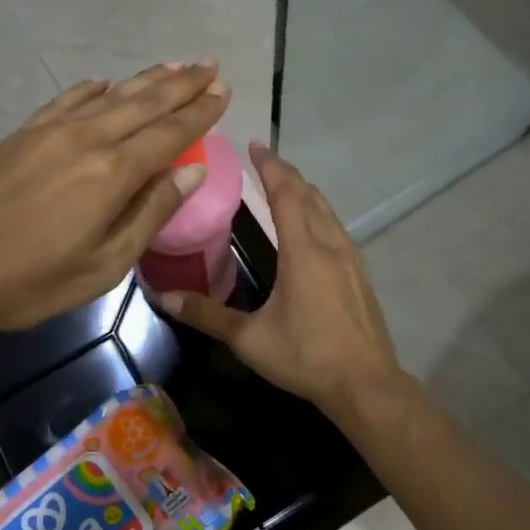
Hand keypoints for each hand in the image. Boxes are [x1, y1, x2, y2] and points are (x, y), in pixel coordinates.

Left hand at [0, 63, 229, 337]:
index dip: (200, 112)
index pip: (170, 133)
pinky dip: (92, 89)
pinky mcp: (22, 133)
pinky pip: (68, 99)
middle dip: (182, 84)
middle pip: (144, 103)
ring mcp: (50, 130)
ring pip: (110, 95)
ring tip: (174, 65)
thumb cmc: (29, 281)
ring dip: (146, 79)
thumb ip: (150, 213)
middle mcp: (87, 138)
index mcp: (112, 173)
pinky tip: (105, 82)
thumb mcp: (103, 265)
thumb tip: (193, 171)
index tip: (224, 90)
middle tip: (210, 65)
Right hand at [157, 142, 409, 425]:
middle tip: (263, 160)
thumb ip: (206, 315)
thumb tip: (162, 295)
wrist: (366, 384)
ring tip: (284, 185)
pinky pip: (336, 227)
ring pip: (327, 209)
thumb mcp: (249, 338)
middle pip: (308, 194)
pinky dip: (318, 212)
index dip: (270, 166)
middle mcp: (329, 244)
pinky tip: (311, 227)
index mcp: (303, 251)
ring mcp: (350, 258)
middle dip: (285, 173)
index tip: (254, 145)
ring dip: (304, 191)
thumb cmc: (306, 356)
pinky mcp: (359, 273)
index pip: (285, 194)